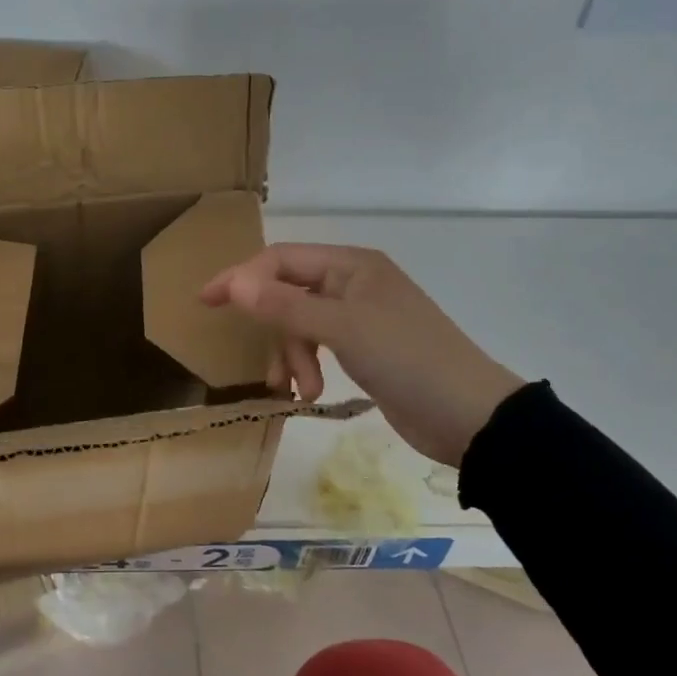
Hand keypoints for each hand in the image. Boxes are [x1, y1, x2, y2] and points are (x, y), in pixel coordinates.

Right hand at [201, 243, 524, 466]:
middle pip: (289, 293)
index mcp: (350, 264)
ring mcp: (360, 316)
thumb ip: (284, 306)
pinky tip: (311, 394)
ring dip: (293, 356)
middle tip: (269, 369)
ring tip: (299, 391)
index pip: (281, 259)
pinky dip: (308, 367)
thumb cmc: (407, 359)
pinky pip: (319, 346)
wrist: (470, 415)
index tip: (206, 302)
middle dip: (276, 331)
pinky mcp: (366, 348)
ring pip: (302, 324)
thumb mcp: (342, 329)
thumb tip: (233, 281)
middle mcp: (353, 283)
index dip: (241, 276)